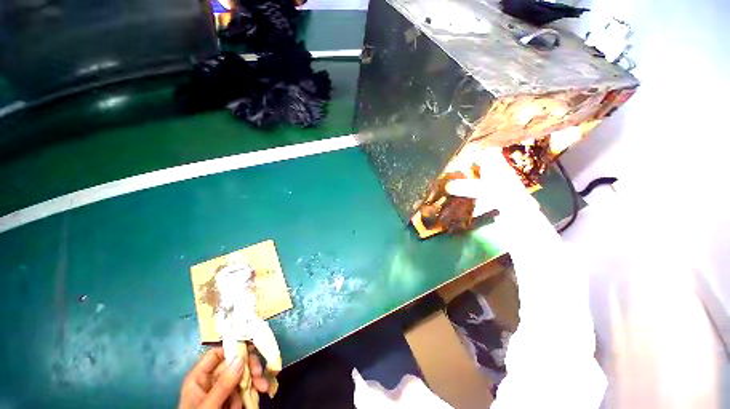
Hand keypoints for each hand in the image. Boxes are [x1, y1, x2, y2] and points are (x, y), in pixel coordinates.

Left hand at [179, 347, 269, 408]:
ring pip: (242, 375)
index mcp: (199, 378)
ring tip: (264, 388)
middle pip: (234, 363)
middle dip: (250, 367)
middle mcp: (212, 381)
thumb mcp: (209, 406)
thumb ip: (222, 385)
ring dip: (255, 380)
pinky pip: (245, 389)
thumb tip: (240, 358)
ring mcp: (223, 390)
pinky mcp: (232, 399)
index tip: (252, 348)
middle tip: (260, 373)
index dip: (233, 348)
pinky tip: (259, 394)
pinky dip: (253, 390)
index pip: (216, 354)